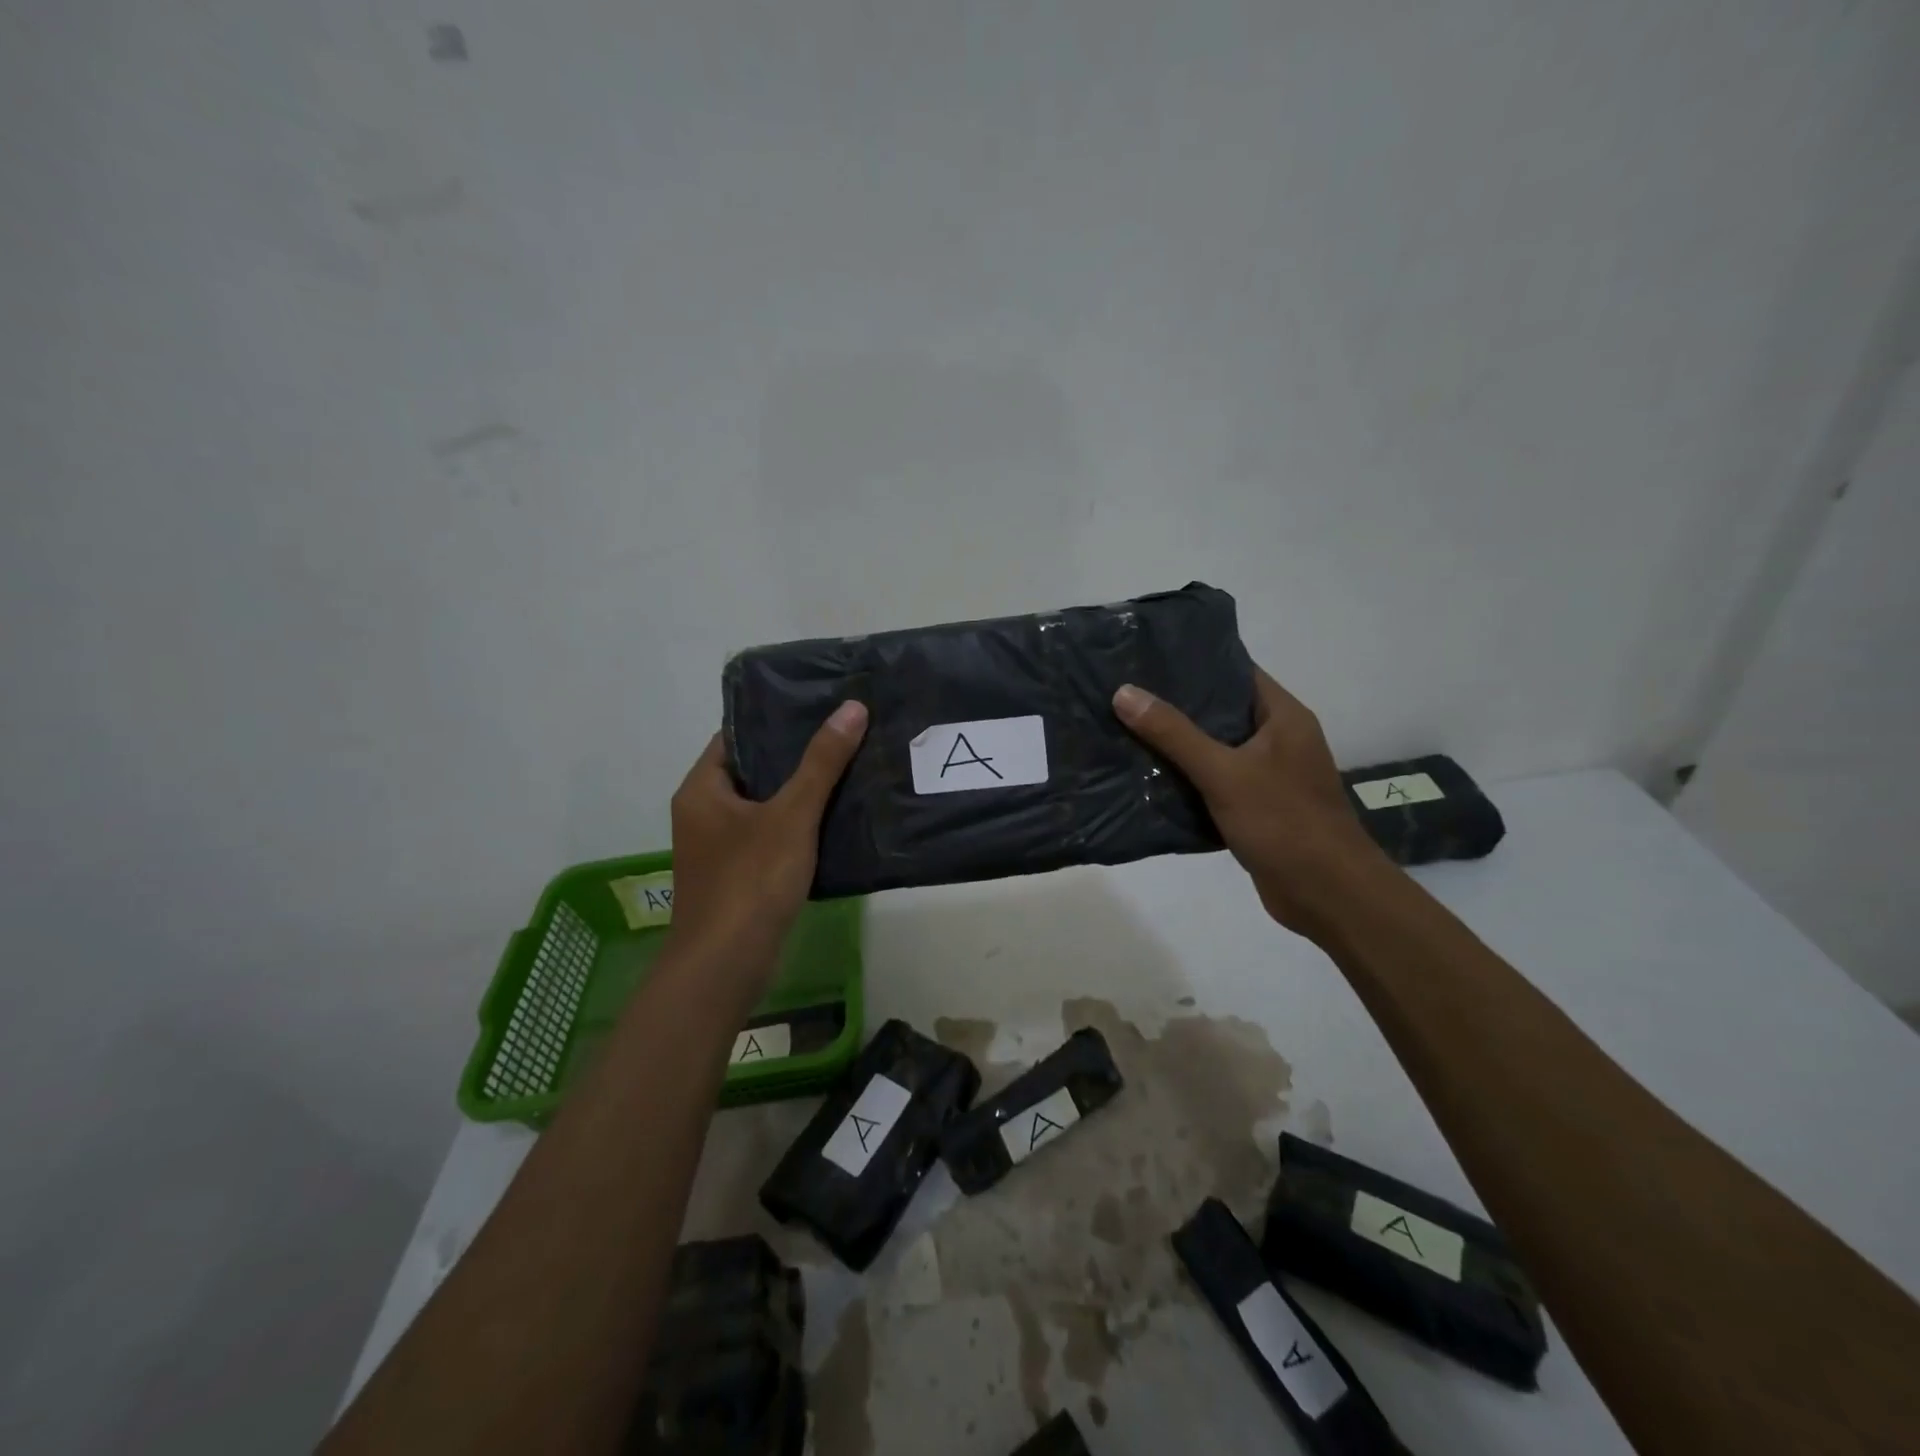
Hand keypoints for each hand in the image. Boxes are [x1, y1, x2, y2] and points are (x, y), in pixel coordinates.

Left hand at [666, 702, 868, 976]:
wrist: (726, 965)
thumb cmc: (751, 880)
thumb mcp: (791, 815)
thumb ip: (821, 762)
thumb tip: (852, 708)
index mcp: (702, 790)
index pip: (736, 737)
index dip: (774, 719)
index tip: (818, 706)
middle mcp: (704, 813)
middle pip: (753, 770)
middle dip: (796, 756)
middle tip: (843, 734)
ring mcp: (720, 847)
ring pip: (765, 806)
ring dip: (801, 792)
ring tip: (848, 767)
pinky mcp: (739, 875)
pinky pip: (770, 837)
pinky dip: (798, 826)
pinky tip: (836, 818)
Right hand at [1112, 668, 1391, 936]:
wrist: (1327, 895)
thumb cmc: (1283, 822)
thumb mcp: (1223, 772)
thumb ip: (1174, 734)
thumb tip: (1124, 692)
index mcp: (1283, 717)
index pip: (1236, 671)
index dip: (1195, 662)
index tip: (1148, 657)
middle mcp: (1279, 739)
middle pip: (1221, 710)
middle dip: (1176, 705)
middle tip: (1126, 694)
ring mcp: (1269, 775)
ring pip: (1216, 749)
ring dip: (1178, 745)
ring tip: (1127, 728)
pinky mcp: (1257, 807)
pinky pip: (1216, 782)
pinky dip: (1187, 779)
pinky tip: (1149, 776)